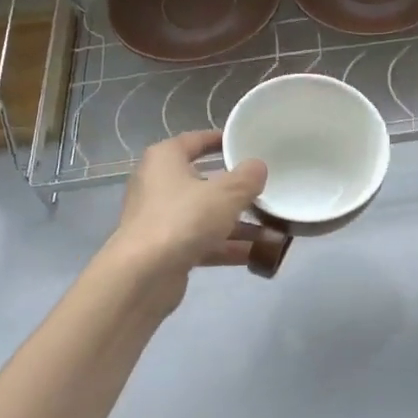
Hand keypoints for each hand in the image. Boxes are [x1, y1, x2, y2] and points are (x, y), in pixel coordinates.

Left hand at [110, 130, 266, 278]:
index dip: (220, 140)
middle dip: (237, 190)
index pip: (195, 141)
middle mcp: (159, 185)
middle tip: (267, 189)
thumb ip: (247, 178)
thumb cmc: (183, 219)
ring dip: (239, 224)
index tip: (245, 144)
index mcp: (165, 159)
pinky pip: (203, 241)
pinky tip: (259, 254)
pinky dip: (228, 246)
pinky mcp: (166, 250)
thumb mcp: (226, 194)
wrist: (143, 276)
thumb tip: (258, 167)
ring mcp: (161, 219)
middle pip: (204, 181)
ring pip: (206, 215)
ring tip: (275, 230)